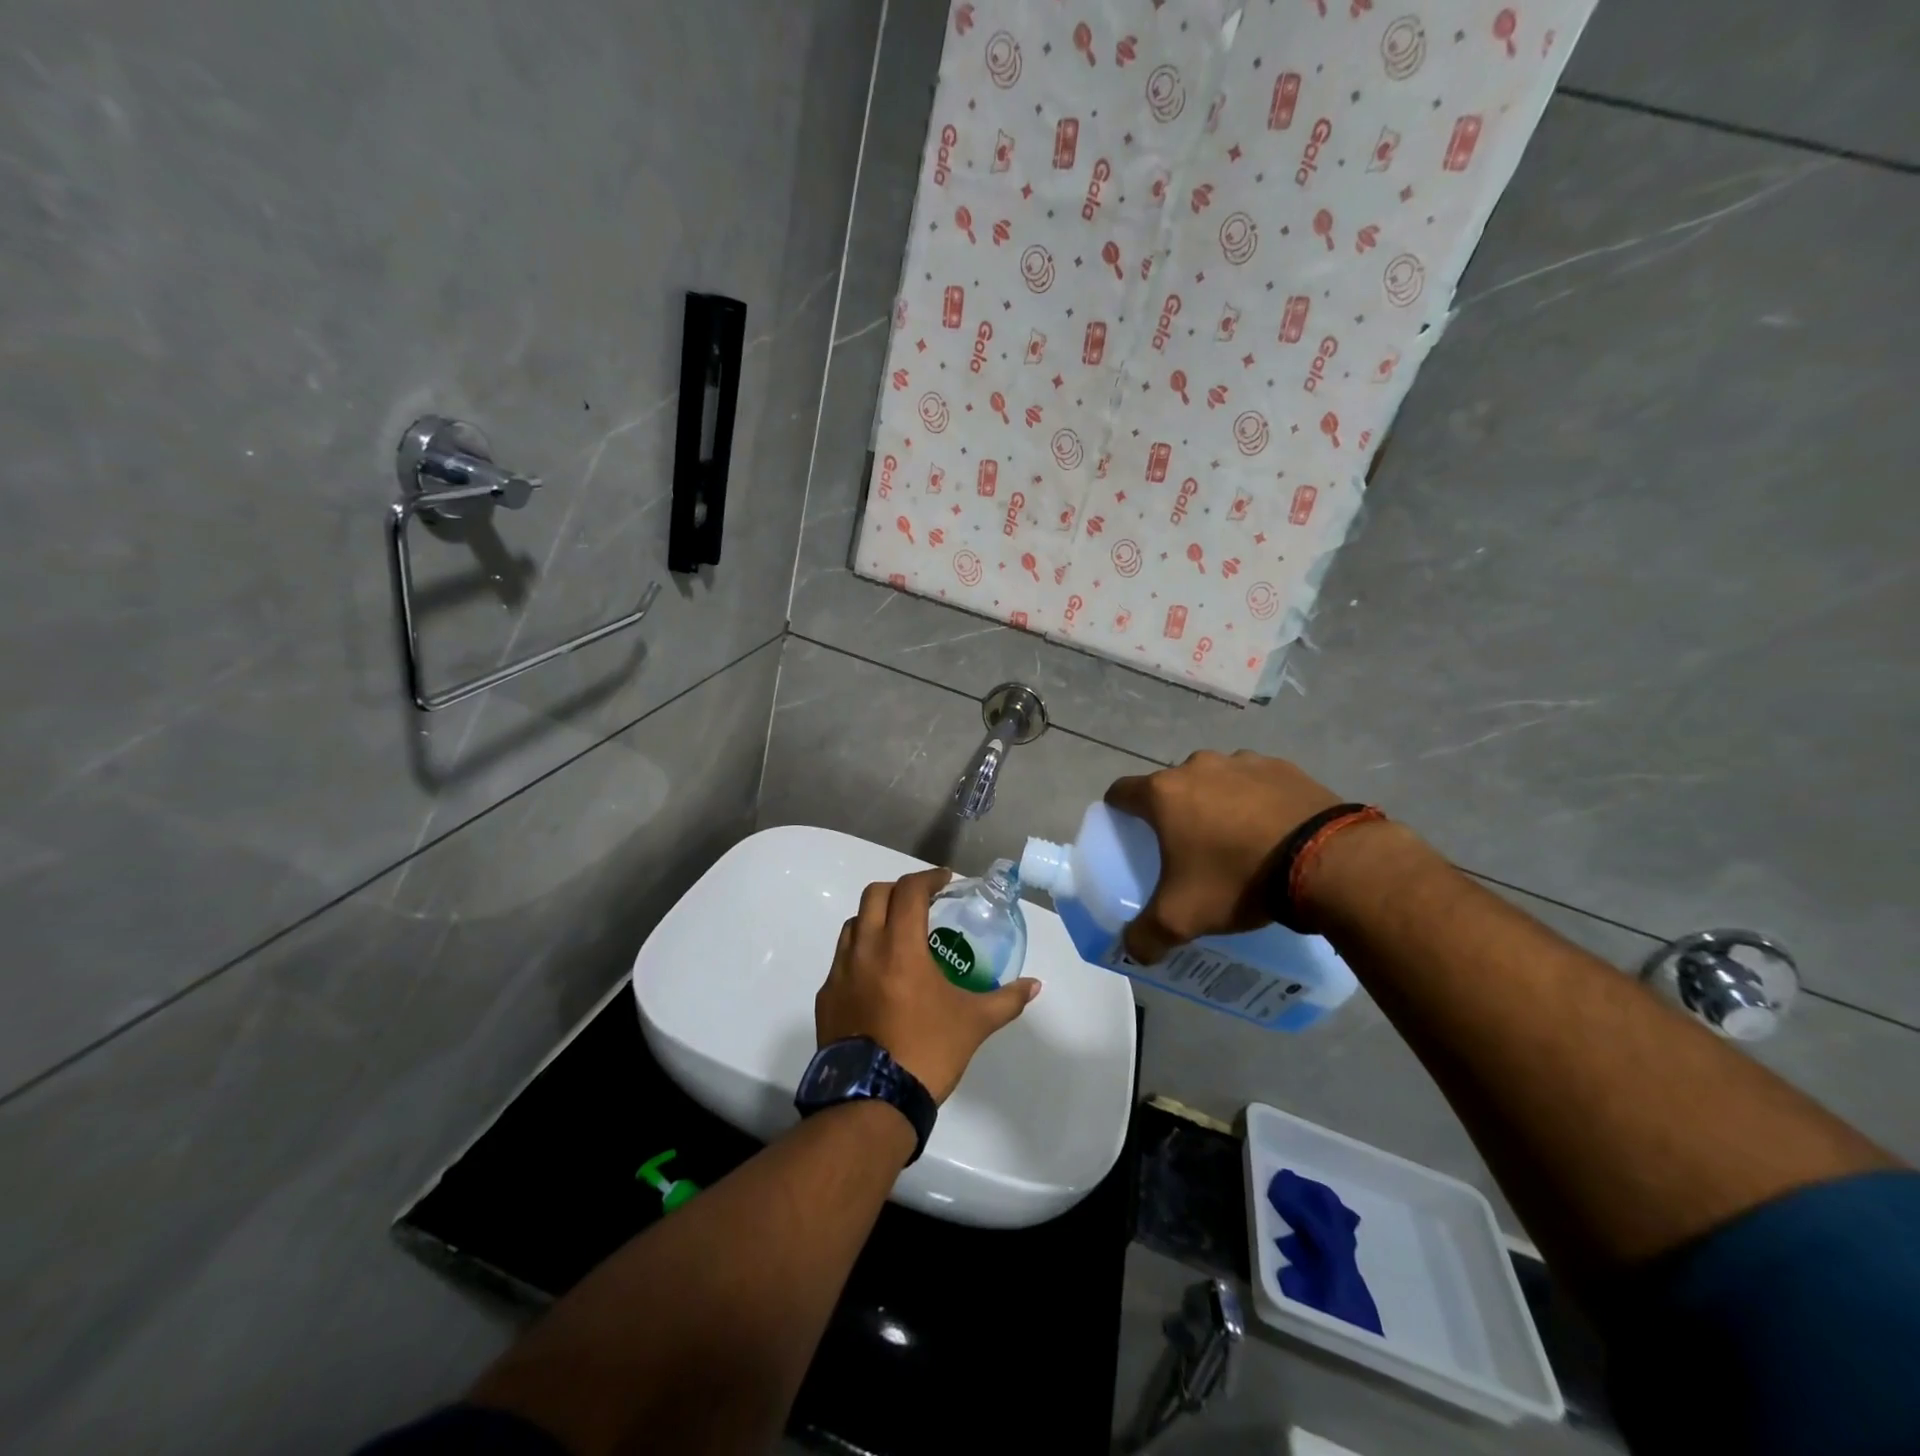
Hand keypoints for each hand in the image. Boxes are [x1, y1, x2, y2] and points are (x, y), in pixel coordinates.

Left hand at [815, 867, 1040, 1103]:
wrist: (872, 1101)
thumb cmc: (927, 1051)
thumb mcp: (974, 1023)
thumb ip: (1006, 999)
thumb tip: (1035, 986)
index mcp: (900, 947)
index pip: (909, 891)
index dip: (928, 878)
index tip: (945, 882)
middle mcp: (865, 949)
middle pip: (874, 895)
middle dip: (899, 890)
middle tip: (922, 903)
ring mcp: (839, 972)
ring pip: (853, 924)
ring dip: (875, 919)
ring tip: (898, 936)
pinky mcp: (826, 997)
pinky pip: (841, 960)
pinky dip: (860, 953)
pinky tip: (878, 977)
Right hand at [1104, 750, 1342, 962]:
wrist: (1325, 860)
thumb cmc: (1238, 879)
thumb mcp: (1182, 918)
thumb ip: (1145, 937)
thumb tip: (1134, 952)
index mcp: (1163, 793)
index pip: (1121, 792)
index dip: (1118, 812)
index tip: (1128, 834)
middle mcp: (1197, 766)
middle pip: (1170, 786)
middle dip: (1173, 812)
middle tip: (1186, 848)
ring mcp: (1242, 761)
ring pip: (1214, 781)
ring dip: (1215, 803)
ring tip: (1234, 840)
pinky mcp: (1282, 767)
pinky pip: (1255, 782)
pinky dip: (1255, 800)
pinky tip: (1271, 832)